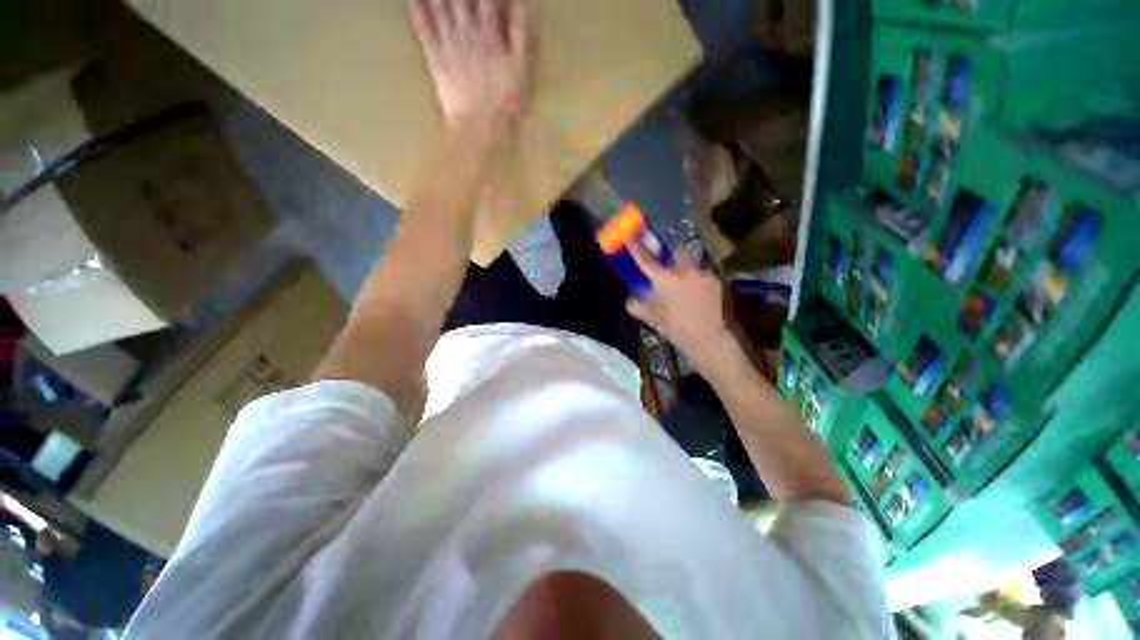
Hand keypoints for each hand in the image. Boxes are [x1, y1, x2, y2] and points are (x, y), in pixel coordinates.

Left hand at [410, 0, 528, 132]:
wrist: (478, 127)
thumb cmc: (503, 102)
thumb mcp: (520, 72)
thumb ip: (519, 37)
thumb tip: (518, 6)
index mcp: (489, 36)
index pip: (487, 0)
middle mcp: (466, 33)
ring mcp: (447, 44)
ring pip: (438, 6)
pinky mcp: (434, 58)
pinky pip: (422, 27)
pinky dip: (416, 9)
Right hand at [626, 243, 733, 366]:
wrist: (705, 336)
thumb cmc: (674, 327)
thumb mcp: (650, 317)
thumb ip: (636, 306)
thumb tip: (629, 301)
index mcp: (664, 278)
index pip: (645, 259)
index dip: (635, 247)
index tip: (629, 237)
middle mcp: (683, 270)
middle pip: (676, 250)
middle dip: (671, 254)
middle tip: (670, 266)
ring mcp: (701, 273)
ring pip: (691, 263)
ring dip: (686, 269)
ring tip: (686, 285)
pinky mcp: (714, 280)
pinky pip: (703, 274)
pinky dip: (698, 280)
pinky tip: (697, 294)